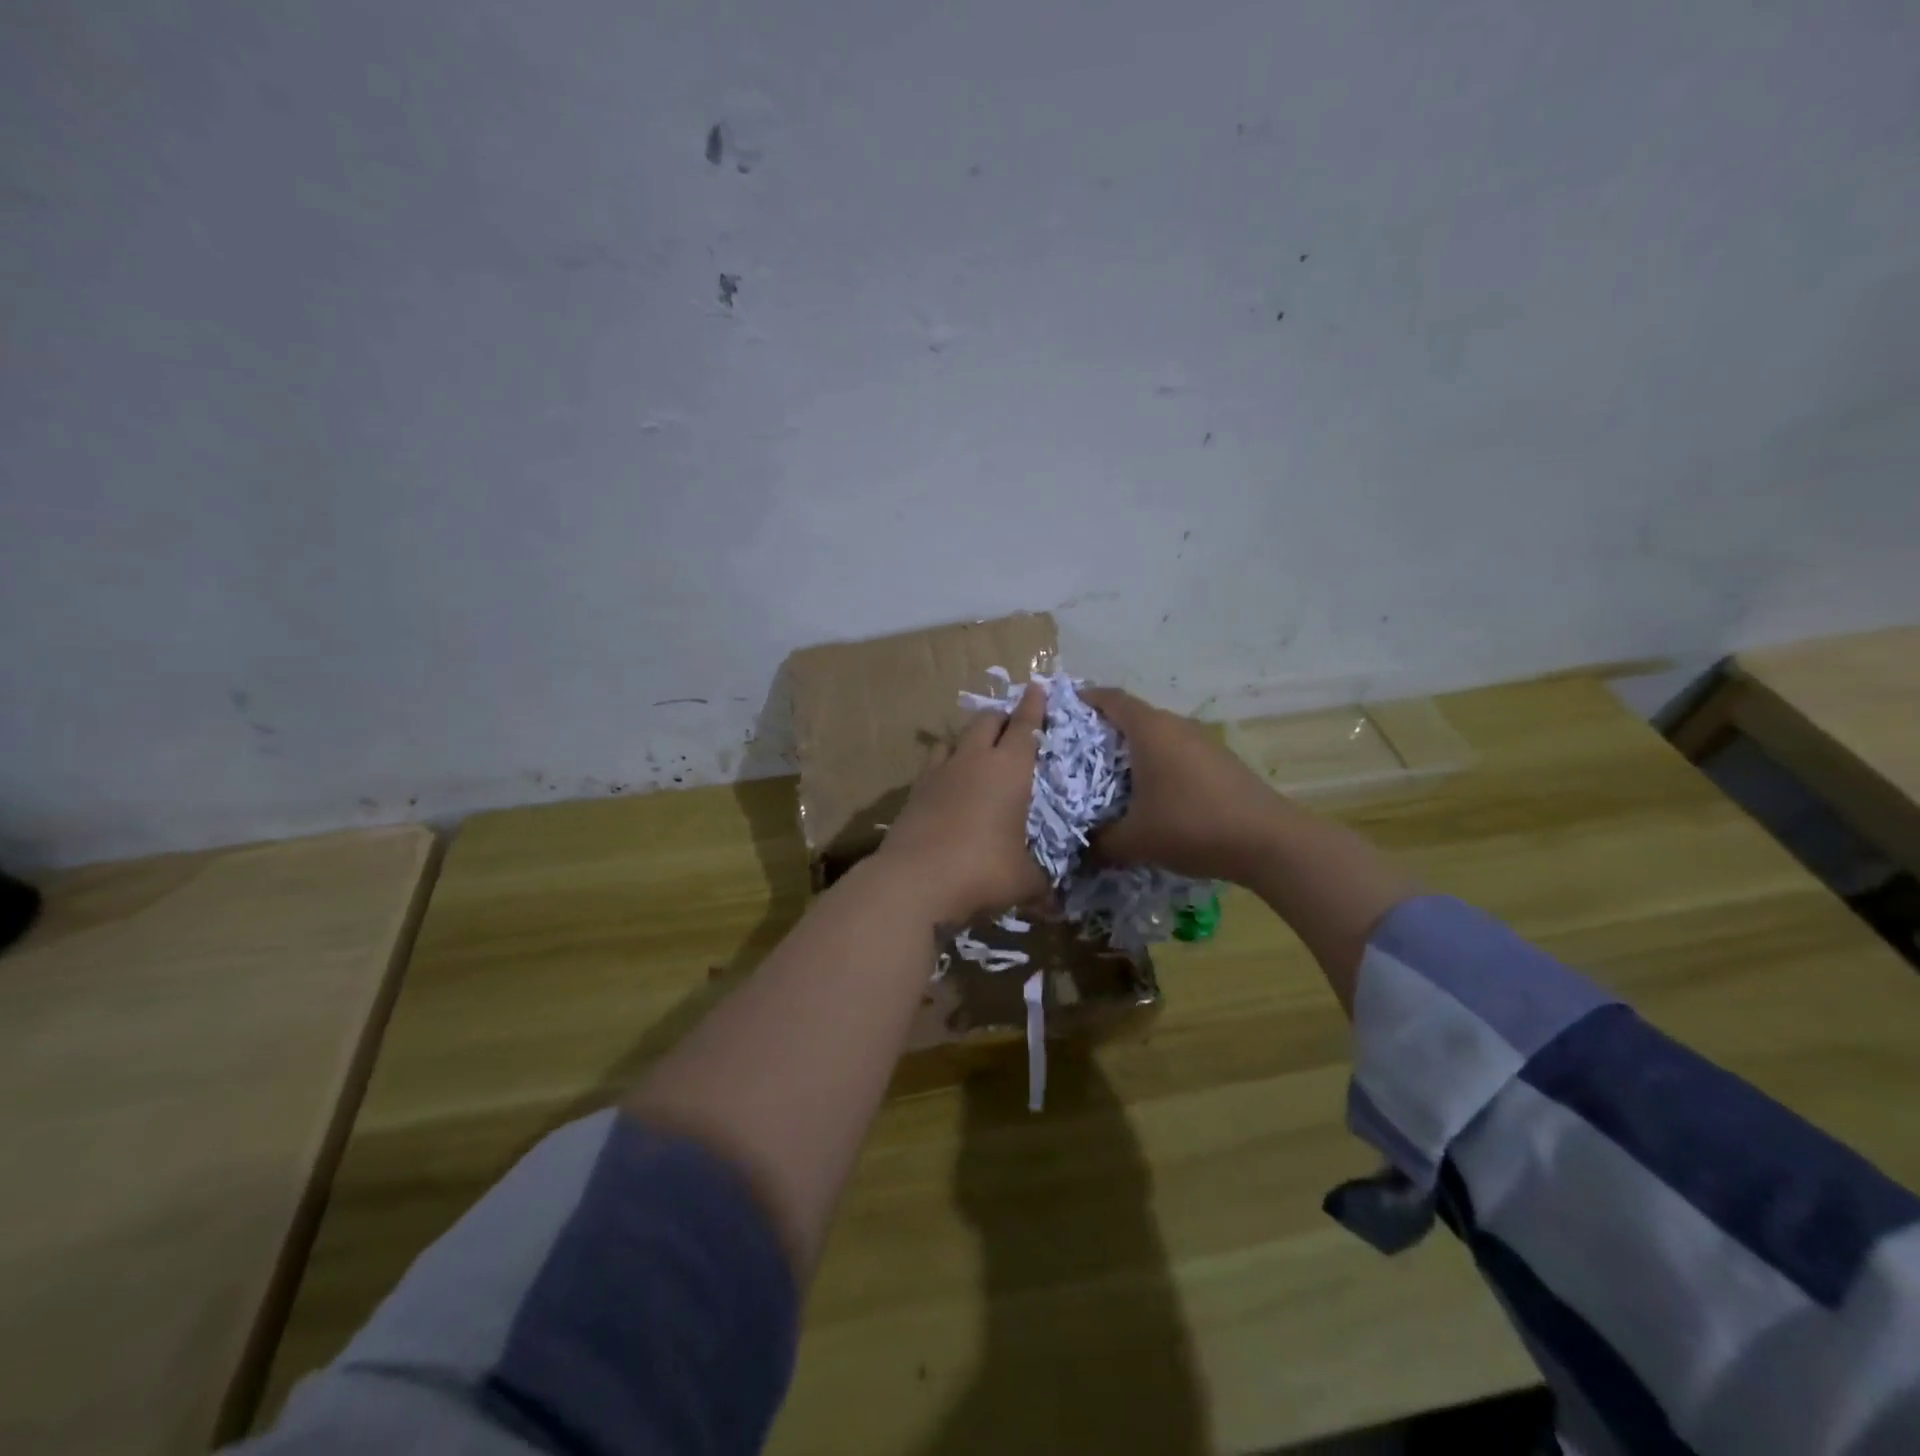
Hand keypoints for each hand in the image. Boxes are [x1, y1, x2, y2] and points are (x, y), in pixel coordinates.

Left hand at [876, 682, 1050, 923]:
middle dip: (1001, 718)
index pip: (1024, 726)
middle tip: (1011, 725)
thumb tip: (1055, 904)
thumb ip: (1042, 886)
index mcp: (1008, 769)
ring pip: (954, 738)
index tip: (1037, 687)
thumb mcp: (1023, 883)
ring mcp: (937, 774)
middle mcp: (972, 761)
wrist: (912, 882)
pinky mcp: (913, 793)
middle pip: (986, 722)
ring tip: (976, 751)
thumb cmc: (981, 872)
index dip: (1033, 706)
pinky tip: (948, 785)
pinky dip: (945, 766)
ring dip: (968, 739)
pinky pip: (933, 766)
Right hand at [1079, 686, 1287, 883]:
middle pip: (1133, 716)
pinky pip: (1177, 752)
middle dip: (1104, 730)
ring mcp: (1202, 741)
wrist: (1268, 841)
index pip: (1110, 698)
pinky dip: (1158, 764)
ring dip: (1134, 750)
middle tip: (1077, 754)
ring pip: (1157, 735)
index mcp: (1149, 730)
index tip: (1062, 711)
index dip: (1084, 699)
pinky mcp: (1220, 761)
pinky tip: (1152, 794)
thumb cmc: (1191, 826)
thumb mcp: (1134, 841)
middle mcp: (1176, 725)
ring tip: (1111, 777)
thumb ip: (1099, 843)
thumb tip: (1080, 850)